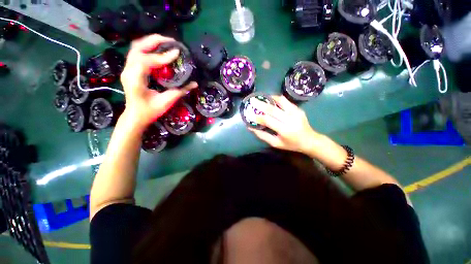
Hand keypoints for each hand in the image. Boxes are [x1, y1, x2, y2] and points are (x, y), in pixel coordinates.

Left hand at [120, 34, 197, 129]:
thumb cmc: (150, 111)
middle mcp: (129, 71)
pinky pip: (138, 53)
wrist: (135, 116)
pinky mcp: (131, 70)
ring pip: (136, 48)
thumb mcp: (166, 102)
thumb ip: (181, 91)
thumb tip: (194, 83)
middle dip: (155, 41)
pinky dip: (148, 49)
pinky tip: (159, 50)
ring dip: (151, 42)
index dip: (163, 56)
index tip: (176, 52)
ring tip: (166, 42)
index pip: (147, 60)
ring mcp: (128, 69)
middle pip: (138, 47)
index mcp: (135, 79)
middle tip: (171, 41)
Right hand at [248, 96, 323, 153]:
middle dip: (261, 104)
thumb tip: (250, 127)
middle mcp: (290, 119)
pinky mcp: (298, 109)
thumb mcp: (275, 143)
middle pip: (273, 109)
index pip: (268, 120)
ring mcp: (296, 112)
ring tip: (262, 98)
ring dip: (269, 98)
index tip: (249, 114)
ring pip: (280, 101)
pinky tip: (271, 100)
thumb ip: (262, 135)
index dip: (258, 117)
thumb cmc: (291, 144)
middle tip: (252, 100)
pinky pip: (286, 101)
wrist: (310, 140)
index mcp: (284, 130)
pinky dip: (277, 99)